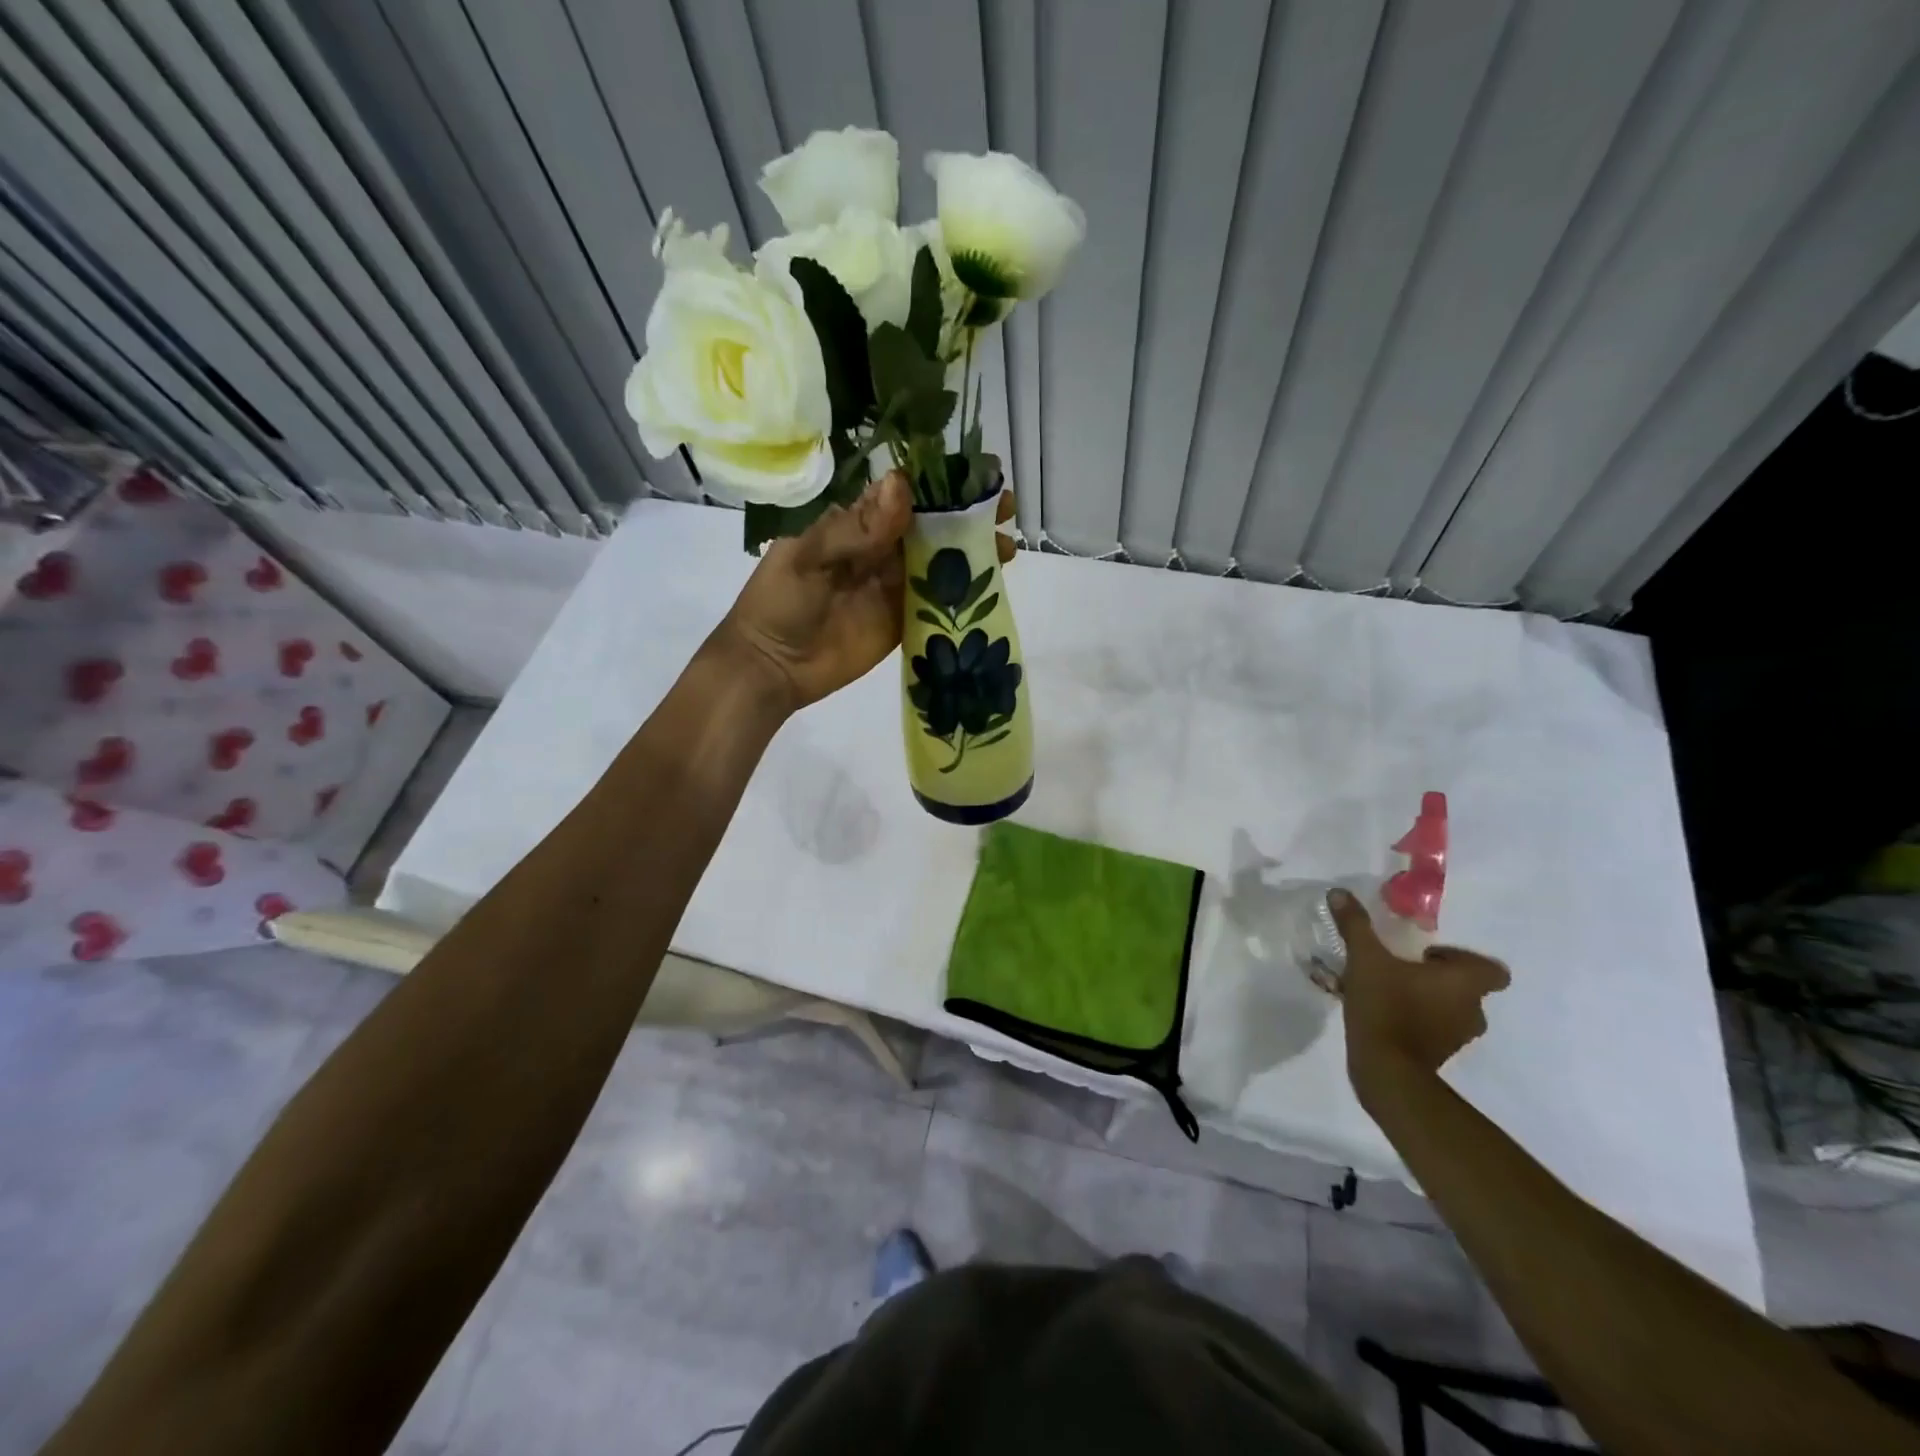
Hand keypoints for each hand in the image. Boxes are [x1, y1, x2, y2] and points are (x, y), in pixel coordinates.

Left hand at [717, 474, 1018, 710]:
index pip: (905, 495)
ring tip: (1008, 547)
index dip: (942, 484)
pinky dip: (965, 593)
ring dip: (974, 552)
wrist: (772, 667)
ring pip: (942, 560)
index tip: (979, 476)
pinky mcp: (904, 621)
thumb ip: (856, 529)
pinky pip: (939, 601)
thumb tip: (902, 484)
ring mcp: (895, 586)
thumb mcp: (809, 558)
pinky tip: (994, 585)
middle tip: (1005, 509)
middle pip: (932, 525)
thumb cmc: (780, 603)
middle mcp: (881, 550)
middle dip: (969, 515)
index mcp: (855, 525)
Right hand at [1329, 889, 1508, 1097]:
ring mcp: (1458, 1036)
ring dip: (1428, 999)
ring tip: (1390, 991)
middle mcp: (1472, 1009)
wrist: (1386, 1068)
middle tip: (1403, 969)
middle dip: (1438, 977)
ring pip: (1451, 1009)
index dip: (1464, 958)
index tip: (1428, 955)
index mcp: (1464, 983)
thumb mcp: (1364, 958)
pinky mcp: (1441, 1054)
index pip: (1493, 970)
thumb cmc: (1386, 1005)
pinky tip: (1385, 1014)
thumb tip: (1339, 892)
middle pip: (1468, 987)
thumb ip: (1355, 925)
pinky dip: (1419, 1021)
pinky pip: (1436, 1028)